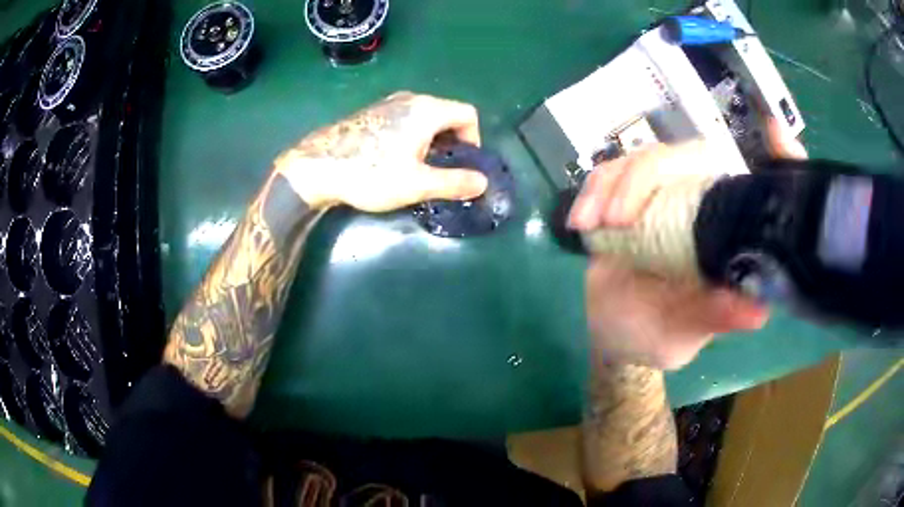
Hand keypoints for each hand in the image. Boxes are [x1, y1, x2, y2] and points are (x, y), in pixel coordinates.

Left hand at [273, 91, 488, 210]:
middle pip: (447, 114)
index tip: (462, 164)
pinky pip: (405, 119)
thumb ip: (454, 182)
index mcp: (427, 110)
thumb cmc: (370, 173)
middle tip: (443, 170)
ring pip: (425, 117)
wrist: (316, 167)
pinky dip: (413, 136)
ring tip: (420, 167)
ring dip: (433, 140)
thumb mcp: (417, 184)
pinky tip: (395, 159)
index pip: (468, 114)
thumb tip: (483, 183)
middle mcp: (410, 99)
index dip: (474, 139)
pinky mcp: (372, 112)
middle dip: (453, 142)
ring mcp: (388, 103)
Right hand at [570, 119, 805, 369]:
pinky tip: (583, 222)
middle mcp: (701, 205)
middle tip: (618, 220)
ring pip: (645, 158)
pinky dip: (593, 190)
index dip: (777, 157)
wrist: (615, 334)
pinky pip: (610, 173)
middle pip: (689, 155)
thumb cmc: (659, 334)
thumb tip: (757, 310)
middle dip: (647, 176)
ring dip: (613, 184)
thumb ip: (715, 319)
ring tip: (594, 225)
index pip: (755, 188)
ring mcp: (663, 196)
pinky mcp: (626, 198)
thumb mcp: (686, 334)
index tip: (776, 134)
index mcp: (726, 233)